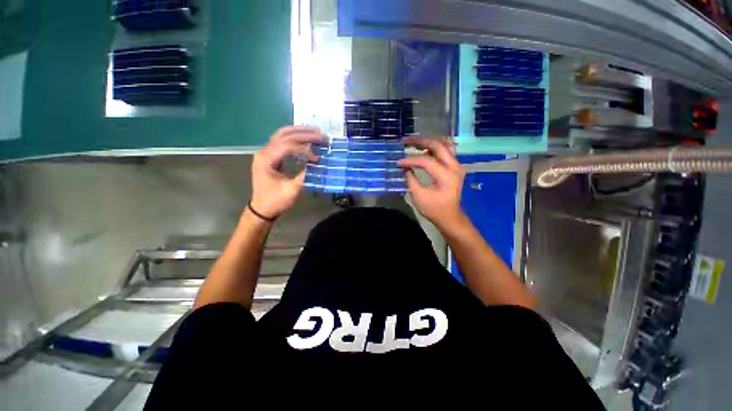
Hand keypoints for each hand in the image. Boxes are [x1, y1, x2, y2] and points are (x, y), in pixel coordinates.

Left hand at [250, 126, 324, 218]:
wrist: (262, 209)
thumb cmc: (276, 200)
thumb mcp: (292, 190)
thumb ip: (304, 174)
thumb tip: (316, 162)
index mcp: (266, 159)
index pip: (287, 146)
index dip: (304, 150)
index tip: (317, 158)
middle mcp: (264, 151)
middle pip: (285, 135)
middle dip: (304, 134)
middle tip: (322, 135)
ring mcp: (267, 153)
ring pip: (283, 135)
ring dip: (300, 132)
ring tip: (315, 131)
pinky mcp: (271, 156)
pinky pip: (283, 142)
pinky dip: (295, 138)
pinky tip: (306, 139)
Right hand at [398, 137, 465, 227]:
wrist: (450, 216)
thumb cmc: (434, 209)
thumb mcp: (419, 196)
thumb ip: (410, 179)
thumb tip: (404, 167)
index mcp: (446, 176)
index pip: (426, 161)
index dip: (410, 160)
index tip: (399, 163)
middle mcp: (455, 167)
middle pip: (438, 146)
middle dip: (420, 141)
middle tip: (406, 141)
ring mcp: (457, 166)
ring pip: (444, 145)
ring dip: (429, 142)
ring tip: (415, 143)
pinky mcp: (455, 167)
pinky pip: (446, 151)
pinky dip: (435, 148)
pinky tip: (424, 150)